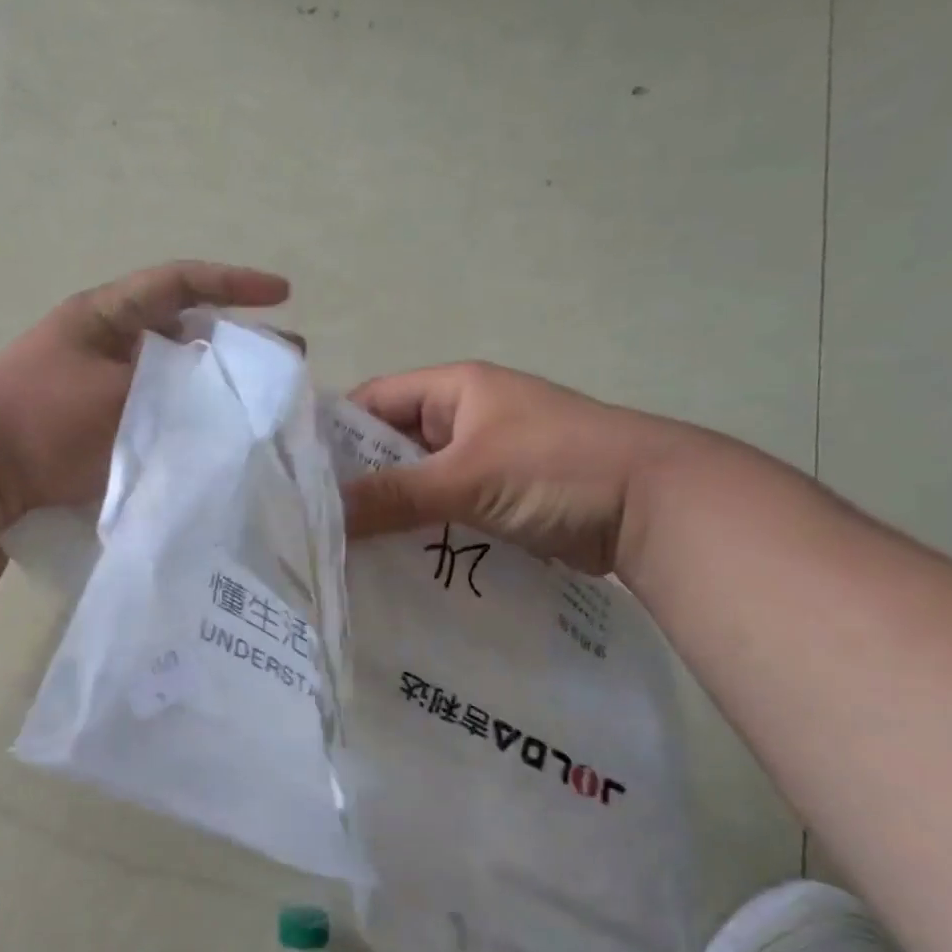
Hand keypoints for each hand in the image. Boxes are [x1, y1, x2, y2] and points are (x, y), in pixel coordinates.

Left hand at [0, 261, 290, 529]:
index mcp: (107, 314)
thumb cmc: (41, 419)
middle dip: (235, 343)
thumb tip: (226, 396)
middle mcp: (108, 341)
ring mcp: (104, 383)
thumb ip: (175, 390)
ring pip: (176, 375)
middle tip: (282, 362)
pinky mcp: (101, 423)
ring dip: (215, 384)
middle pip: (185, 330)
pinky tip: (217, 436)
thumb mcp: (115, 395)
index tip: (282, 294)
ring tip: (257, 404)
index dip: (234, 283)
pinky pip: (158, 410)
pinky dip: (189, 416)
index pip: (181, 283)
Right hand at [341, 362, 695, 576]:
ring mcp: (483, 461)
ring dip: (389, 512)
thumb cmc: (556, 467)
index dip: (333, 434)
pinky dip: (420, 532)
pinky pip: (444, 512)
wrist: (655, 506)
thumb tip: (323, 516)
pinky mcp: (499, 500)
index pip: (372, 402)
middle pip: (391, 447)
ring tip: (340, 549)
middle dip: (357, 482)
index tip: (296, 479)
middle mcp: (464, 418)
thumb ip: (393, 495)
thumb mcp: (467, 476)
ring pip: (417, 484)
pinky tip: (389, 562)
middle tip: (312, 523)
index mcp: (454, 389)